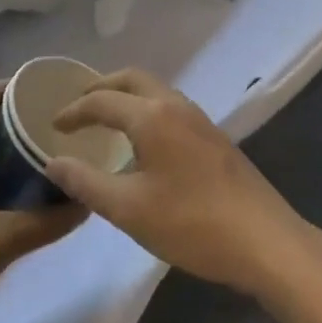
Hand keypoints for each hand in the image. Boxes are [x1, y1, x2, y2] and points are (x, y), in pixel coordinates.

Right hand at [45, 68, 319, 298]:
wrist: (267, 242)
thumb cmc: (192, 224)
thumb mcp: (129, 209)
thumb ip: (86, 183)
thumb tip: (54, 163)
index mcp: (152, 116)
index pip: (102, 100)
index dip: (74, 111)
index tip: (54, 127)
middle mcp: (176, 106)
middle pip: (133, 79)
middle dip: (102, 87)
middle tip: (78, 105)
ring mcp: (201, 120)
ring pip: (156, 91)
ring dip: (127, 96)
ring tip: (107, 119)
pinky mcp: (216, 138)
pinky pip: (171, 107)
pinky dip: (147, 109)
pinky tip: (144, 141)